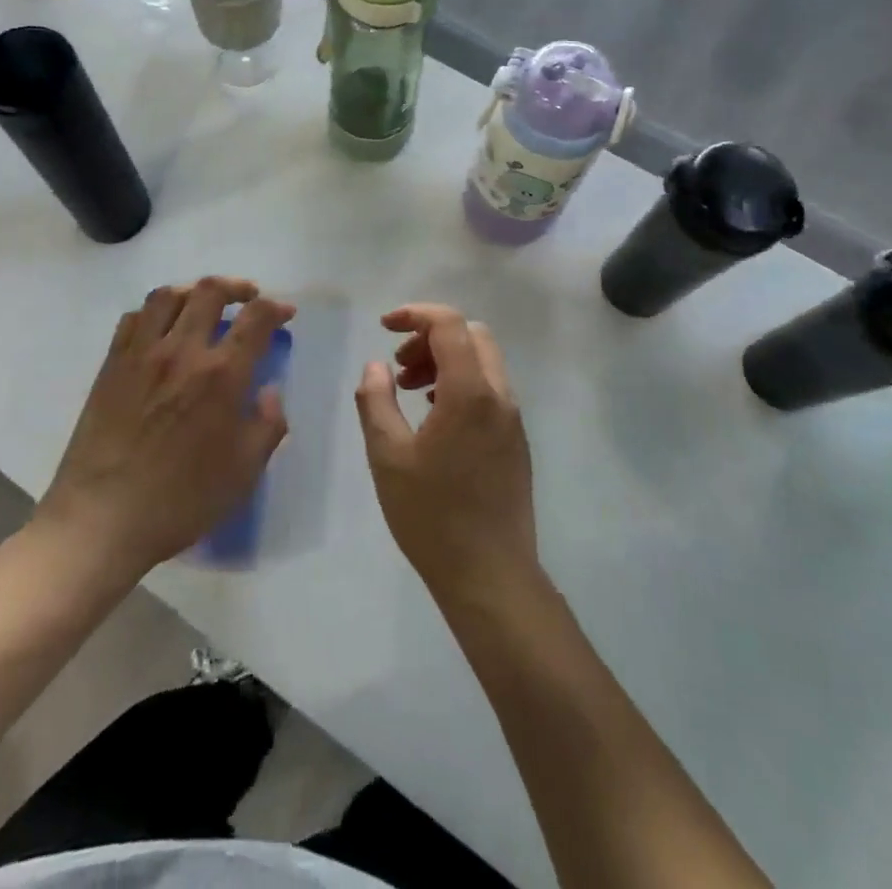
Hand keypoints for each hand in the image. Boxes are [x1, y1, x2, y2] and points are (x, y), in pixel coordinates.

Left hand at [38, 277, 293, 578]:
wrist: (103, 518)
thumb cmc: (181, 500)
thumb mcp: (243, 473)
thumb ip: (266, 426)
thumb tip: (269, 391)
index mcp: (221, 375)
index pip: (255, 319)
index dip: (275, 308)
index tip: (285, 312)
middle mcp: (182, 351)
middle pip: (210, 292)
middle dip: (237, 287)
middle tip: (248, 298)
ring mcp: (141, 353)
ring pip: (168, 295)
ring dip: (193, 291)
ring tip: (204, 303)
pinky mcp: (111, 364)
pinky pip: (133, 318)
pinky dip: (154, 311)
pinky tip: (161, 327)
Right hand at [354, 303, 538, 606]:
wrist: (491, 576)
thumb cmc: (432, 515)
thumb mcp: (387, 456)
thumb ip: (376, 400)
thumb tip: (377, 366)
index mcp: (470, 392)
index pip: (449, 324)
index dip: (414, 314)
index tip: (384, 327)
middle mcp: (499, 396)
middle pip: (471, 335)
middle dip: (430, 336)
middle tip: (398, 365)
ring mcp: (512, 419)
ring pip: (483, 362)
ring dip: (445, 360)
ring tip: (408, 391)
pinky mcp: (515, 441)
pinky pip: (489, 390)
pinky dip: (460, 383)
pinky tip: (433, 418)